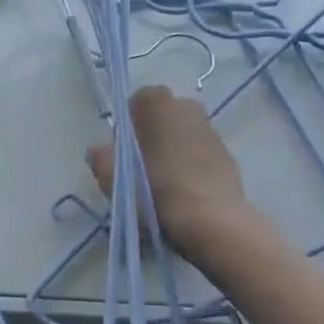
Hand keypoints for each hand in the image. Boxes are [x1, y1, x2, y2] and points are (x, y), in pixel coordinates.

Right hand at [87, 86, 250, 257]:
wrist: (212, 220)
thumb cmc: (156, 192)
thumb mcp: (115, 181)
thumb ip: (102, 160)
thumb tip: (97, 150)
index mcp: (157, 104)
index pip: (136, 104)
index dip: (127, 128)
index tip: (124, 154)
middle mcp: (186, 105)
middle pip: (161, 117)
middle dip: (152, 135)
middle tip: (142, 168)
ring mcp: (210, 128)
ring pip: (183, 133)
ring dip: (173, 149)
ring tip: (165, 182)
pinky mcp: (227, 152)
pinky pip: (200, 151)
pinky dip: (192, 163)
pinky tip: (187, 190)